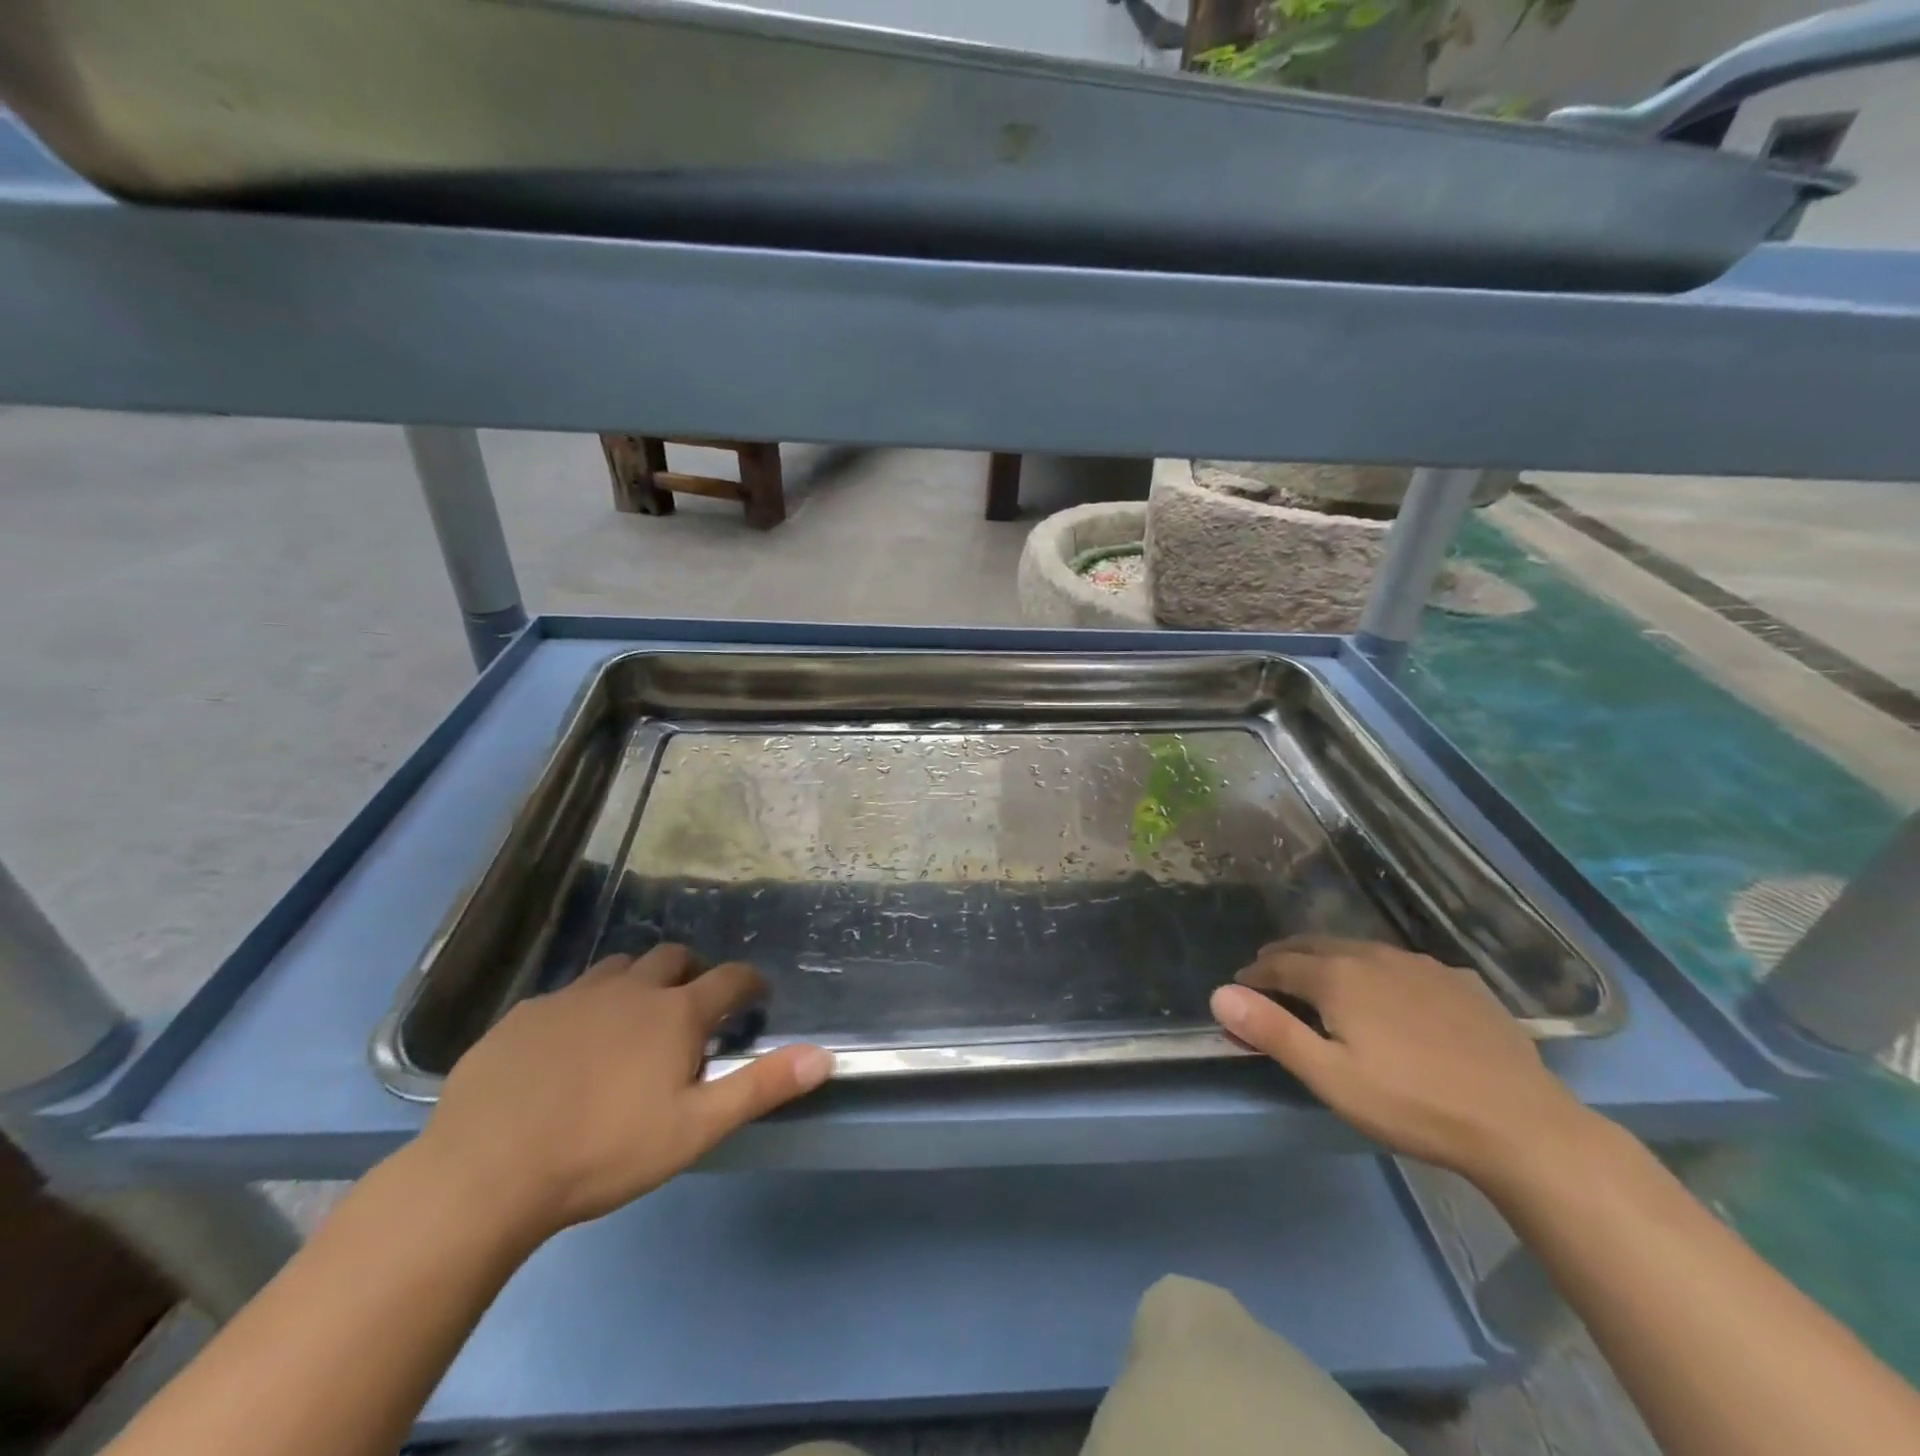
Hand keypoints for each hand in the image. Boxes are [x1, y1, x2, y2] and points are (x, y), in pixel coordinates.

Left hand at [416, 945, 833, 1242]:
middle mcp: (629, 989)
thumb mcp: (694, 1129)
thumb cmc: (603, 1153)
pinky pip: (568, 995)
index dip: (750, 984)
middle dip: (693, 973)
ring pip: (619, 968)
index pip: (730, 979)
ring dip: (639, 982)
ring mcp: (572, 997)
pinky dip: (586, 1007)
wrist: (483, 1173)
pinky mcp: (525, 1014)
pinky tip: (571, 1046)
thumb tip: (824, 1056)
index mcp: (675, 1013)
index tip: (757, 997)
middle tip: (694, 1007)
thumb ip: (760, 1087)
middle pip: (674, 958)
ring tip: (635, 1019)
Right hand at [1210, 936, 1590, 1185]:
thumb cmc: (1411, 1103)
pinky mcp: (1460, 982)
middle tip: (1270, 974)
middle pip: (1315, 946)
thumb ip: (1271, 1030)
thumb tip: (1219, 994)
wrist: (1521, 1124)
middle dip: (1285, 957)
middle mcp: (1374, 956)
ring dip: (1330, 959)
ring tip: (1322, 979)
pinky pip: (1403, 965)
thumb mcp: (1329, 1076)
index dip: (1253, 975)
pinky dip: (1378, 971)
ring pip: (1360, 950)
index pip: (1278, 964)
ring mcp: (1422, 966)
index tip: (1240, 988)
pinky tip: (1391, 994)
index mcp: (1337, 976)